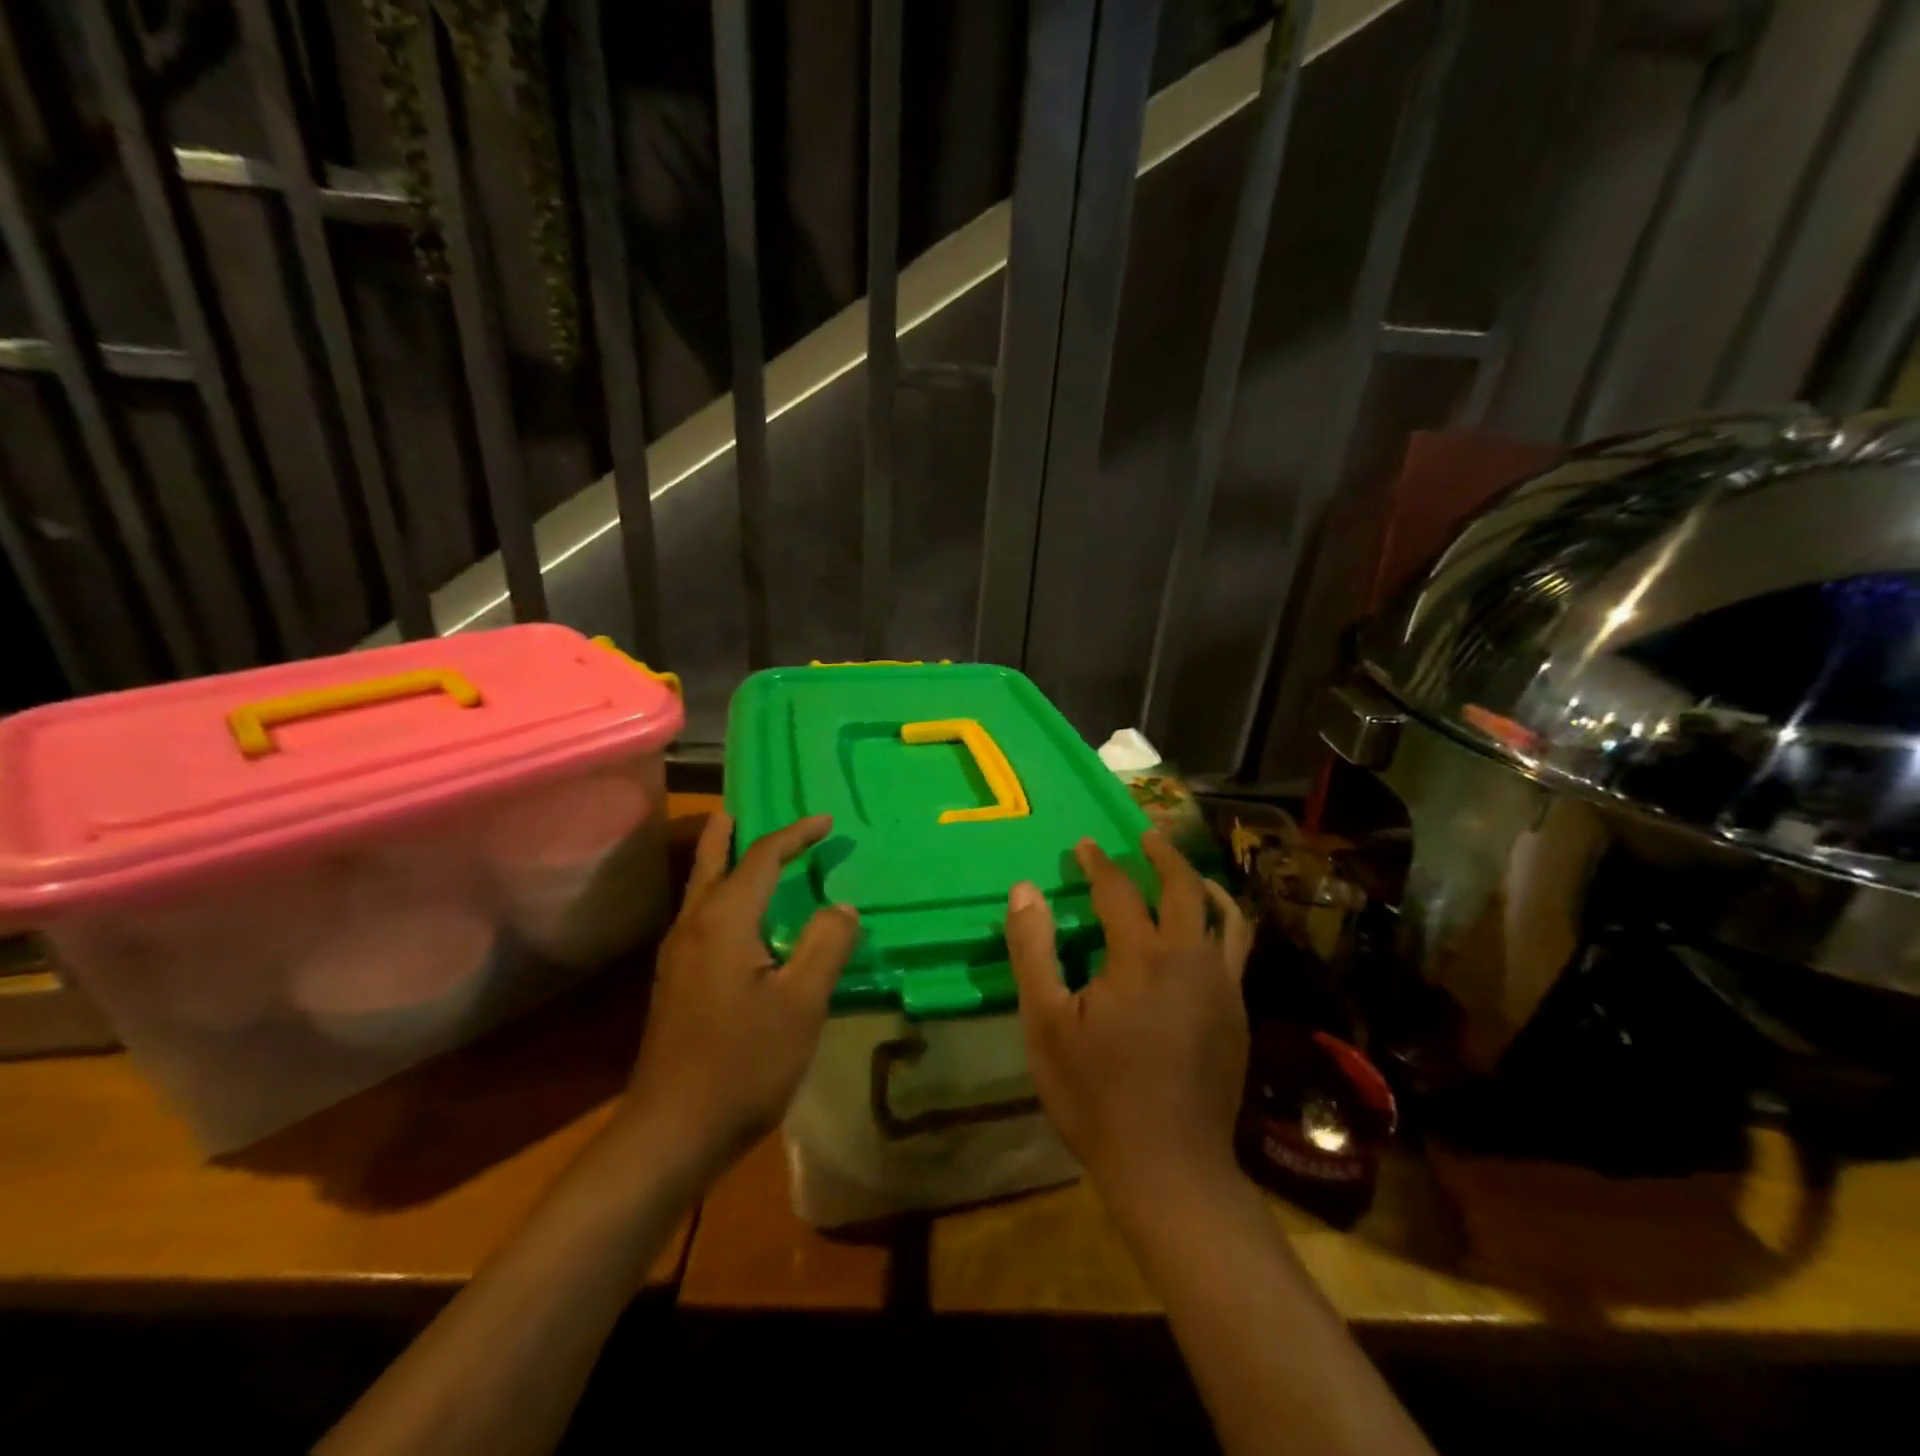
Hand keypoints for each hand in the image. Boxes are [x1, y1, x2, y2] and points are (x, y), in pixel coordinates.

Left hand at [622, 812, 857, 1176]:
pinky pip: (700, 916)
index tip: (826, 822)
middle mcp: (693, 926)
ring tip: (746, 850)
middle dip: (733, 831)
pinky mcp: (674, 983)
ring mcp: (677, 956)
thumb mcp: (801, 1003)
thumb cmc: (743, 1064)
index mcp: (724, 921)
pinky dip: (720, 893)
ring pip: (700, 889)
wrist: (671, 1132)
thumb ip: (825, 945)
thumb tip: (842, 906)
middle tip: (748, 808)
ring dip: (724, 861)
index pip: (762, 858)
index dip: (795, 835)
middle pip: (712, 861)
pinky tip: (738, 917)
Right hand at [1006, 832, 1252, 1217]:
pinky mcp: (1238, 1015)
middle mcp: (1190, 960)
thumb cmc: (1096, 1095)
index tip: (1084, 846)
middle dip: (1164, 856)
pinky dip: (1222, 926)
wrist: (1170, 1167)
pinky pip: (1236, 951)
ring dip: (1203, 886)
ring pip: (1225, 917)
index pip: (1119, 890)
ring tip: (1188, 875)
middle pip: (1184, 889)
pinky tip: (1205, 938)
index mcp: (1141, 957)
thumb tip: (1025, 889)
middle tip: (1146, 837)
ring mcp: (1223, 988)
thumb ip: (1033, 950)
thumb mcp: (1046, 1024)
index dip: (1098, 863)